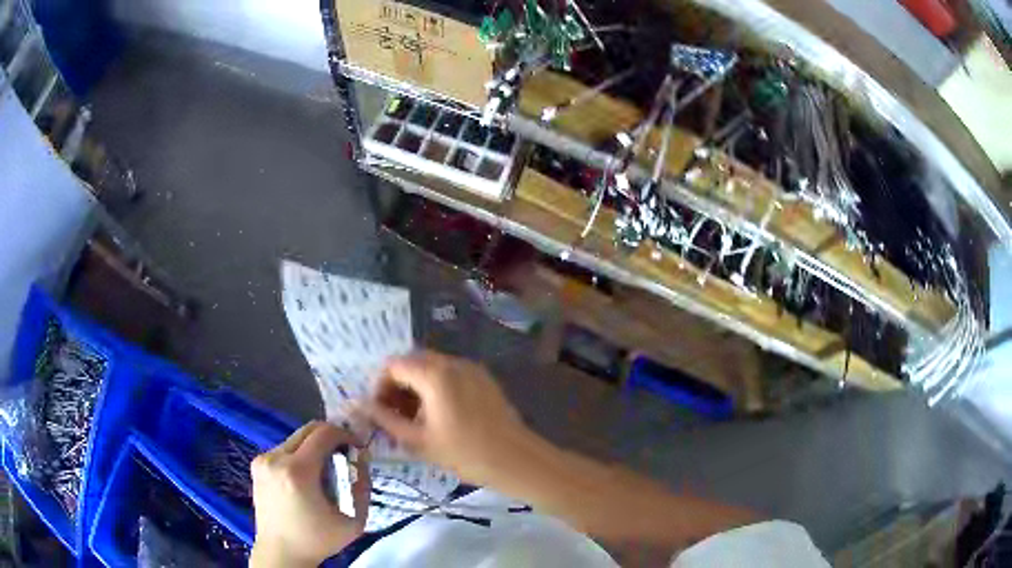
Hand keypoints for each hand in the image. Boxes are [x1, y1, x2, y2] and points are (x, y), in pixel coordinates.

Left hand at [250, 421, 369, 567]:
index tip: (356, 448)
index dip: (345, 435)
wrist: (281, 552)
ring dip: (314, 447)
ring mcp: (263, 460)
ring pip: (296, 438)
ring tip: (325, 472)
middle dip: (330, 437)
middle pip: (308, 429)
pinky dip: (300, 456)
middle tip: (343, 456)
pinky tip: (306, 479)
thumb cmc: (318, 539)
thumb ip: (362, 485)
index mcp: (297, 471)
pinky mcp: (257, 464)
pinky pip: (284, 449)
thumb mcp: (353, 520)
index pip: (323, 433)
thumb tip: (361, 457)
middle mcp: (275, 458)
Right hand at [362, 350, 537, 485]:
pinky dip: (435, 386)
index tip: (380, 411)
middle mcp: (452, 362)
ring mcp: (470, 367)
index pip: (393, 365)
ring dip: (415, 385)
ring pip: (431, 366)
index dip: (380, 386)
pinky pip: (450, 373)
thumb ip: (384, 419)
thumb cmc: (464, 454)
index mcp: (434, 374)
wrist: (515, 459)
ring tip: (415, 418)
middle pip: (412, 361)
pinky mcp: (483, 377)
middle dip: (397, 385)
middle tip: (394, 415)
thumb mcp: (417, 440)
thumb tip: (358, 405)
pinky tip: (438, 414)